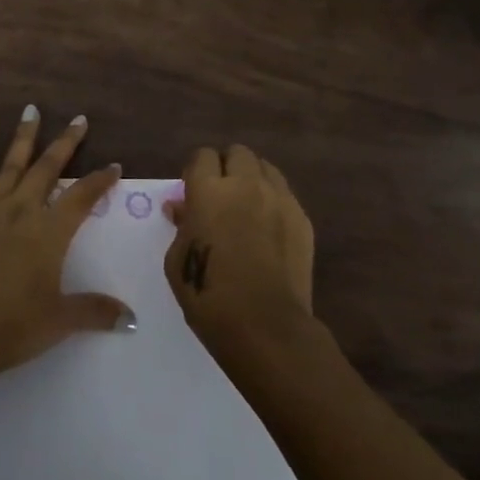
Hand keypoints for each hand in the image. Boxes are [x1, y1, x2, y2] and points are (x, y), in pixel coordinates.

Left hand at [0, 106, 131, 374]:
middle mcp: (22, 209)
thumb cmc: (12, 326)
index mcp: (50, 232)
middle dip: (66, 143)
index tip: (113, 165)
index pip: (83, 197)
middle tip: (79, 119)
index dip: (100, 180)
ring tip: (32, 110)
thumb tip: (132, 319)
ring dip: (25, 136)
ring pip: (12, 163)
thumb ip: (96, 311)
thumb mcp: (60, 321)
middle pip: (48, 168)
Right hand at [163, 144, 315, 352]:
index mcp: (209, 190)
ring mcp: (279, 199)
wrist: (265, 326)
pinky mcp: (302, 218)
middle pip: (237, 153)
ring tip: (247, 205)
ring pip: (265, 168)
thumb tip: (182, 208)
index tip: (193, 191)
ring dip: (252, 179)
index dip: (196, 171)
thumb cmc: (209, 295)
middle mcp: (246, 184)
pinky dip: (273, 201)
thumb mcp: (177, 260)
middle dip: (226, 167)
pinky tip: (268, 228)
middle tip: (220, 194)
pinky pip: (285, 194)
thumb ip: (181, 225)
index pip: (202, 156)